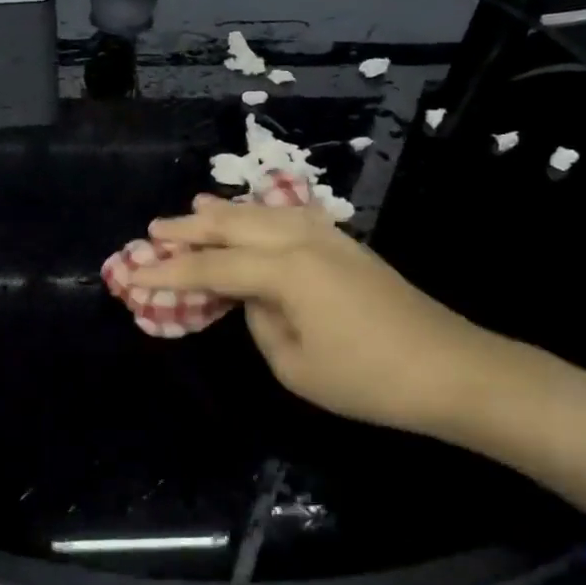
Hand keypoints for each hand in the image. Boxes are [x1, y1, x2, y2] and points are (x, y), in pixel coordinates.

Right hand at [133, 194, 503, 437]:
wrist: (452, 370)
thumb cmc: (368, 379)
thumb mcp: (295, 364)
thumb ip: (261, 322)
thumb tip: (254, 298)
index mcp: (286, 271)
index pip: (213, 268)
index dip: (170, 272)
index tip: (133, 273)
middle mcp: (304, 242)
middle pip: (236, 227)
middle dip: (192, 228)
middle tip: (154, 228)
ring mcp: (331, 239)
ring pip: (266, 214)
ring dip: (228, 211)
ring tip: (197, 206)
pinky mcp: (349, 247)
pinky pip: (293, 217)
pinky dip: (265, 213)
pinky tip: (259, 214)